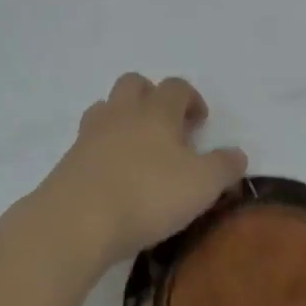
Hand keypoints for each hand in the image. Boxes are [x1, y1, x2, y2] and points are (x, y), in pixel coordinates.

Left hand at [34, 74, 246, 272]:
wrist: (76, 221)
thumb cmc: (148, 194)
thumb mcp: (203, 184)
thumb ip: (224, 166)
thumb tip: (237, 154)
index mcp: (156, 111)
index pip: (176, 87)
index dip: (191, 99)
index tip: (200, 123)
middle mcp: (121, 113)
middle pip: (134, 84)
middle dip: (152, 97)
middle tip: (167, 129)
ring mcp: (90, 135)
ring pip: (106, 109)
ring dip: (124, 120)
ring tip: (139, 151)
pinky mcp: (68, 162)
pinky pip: (89, 143)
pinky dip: (103, 152)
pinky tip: (114, 179)